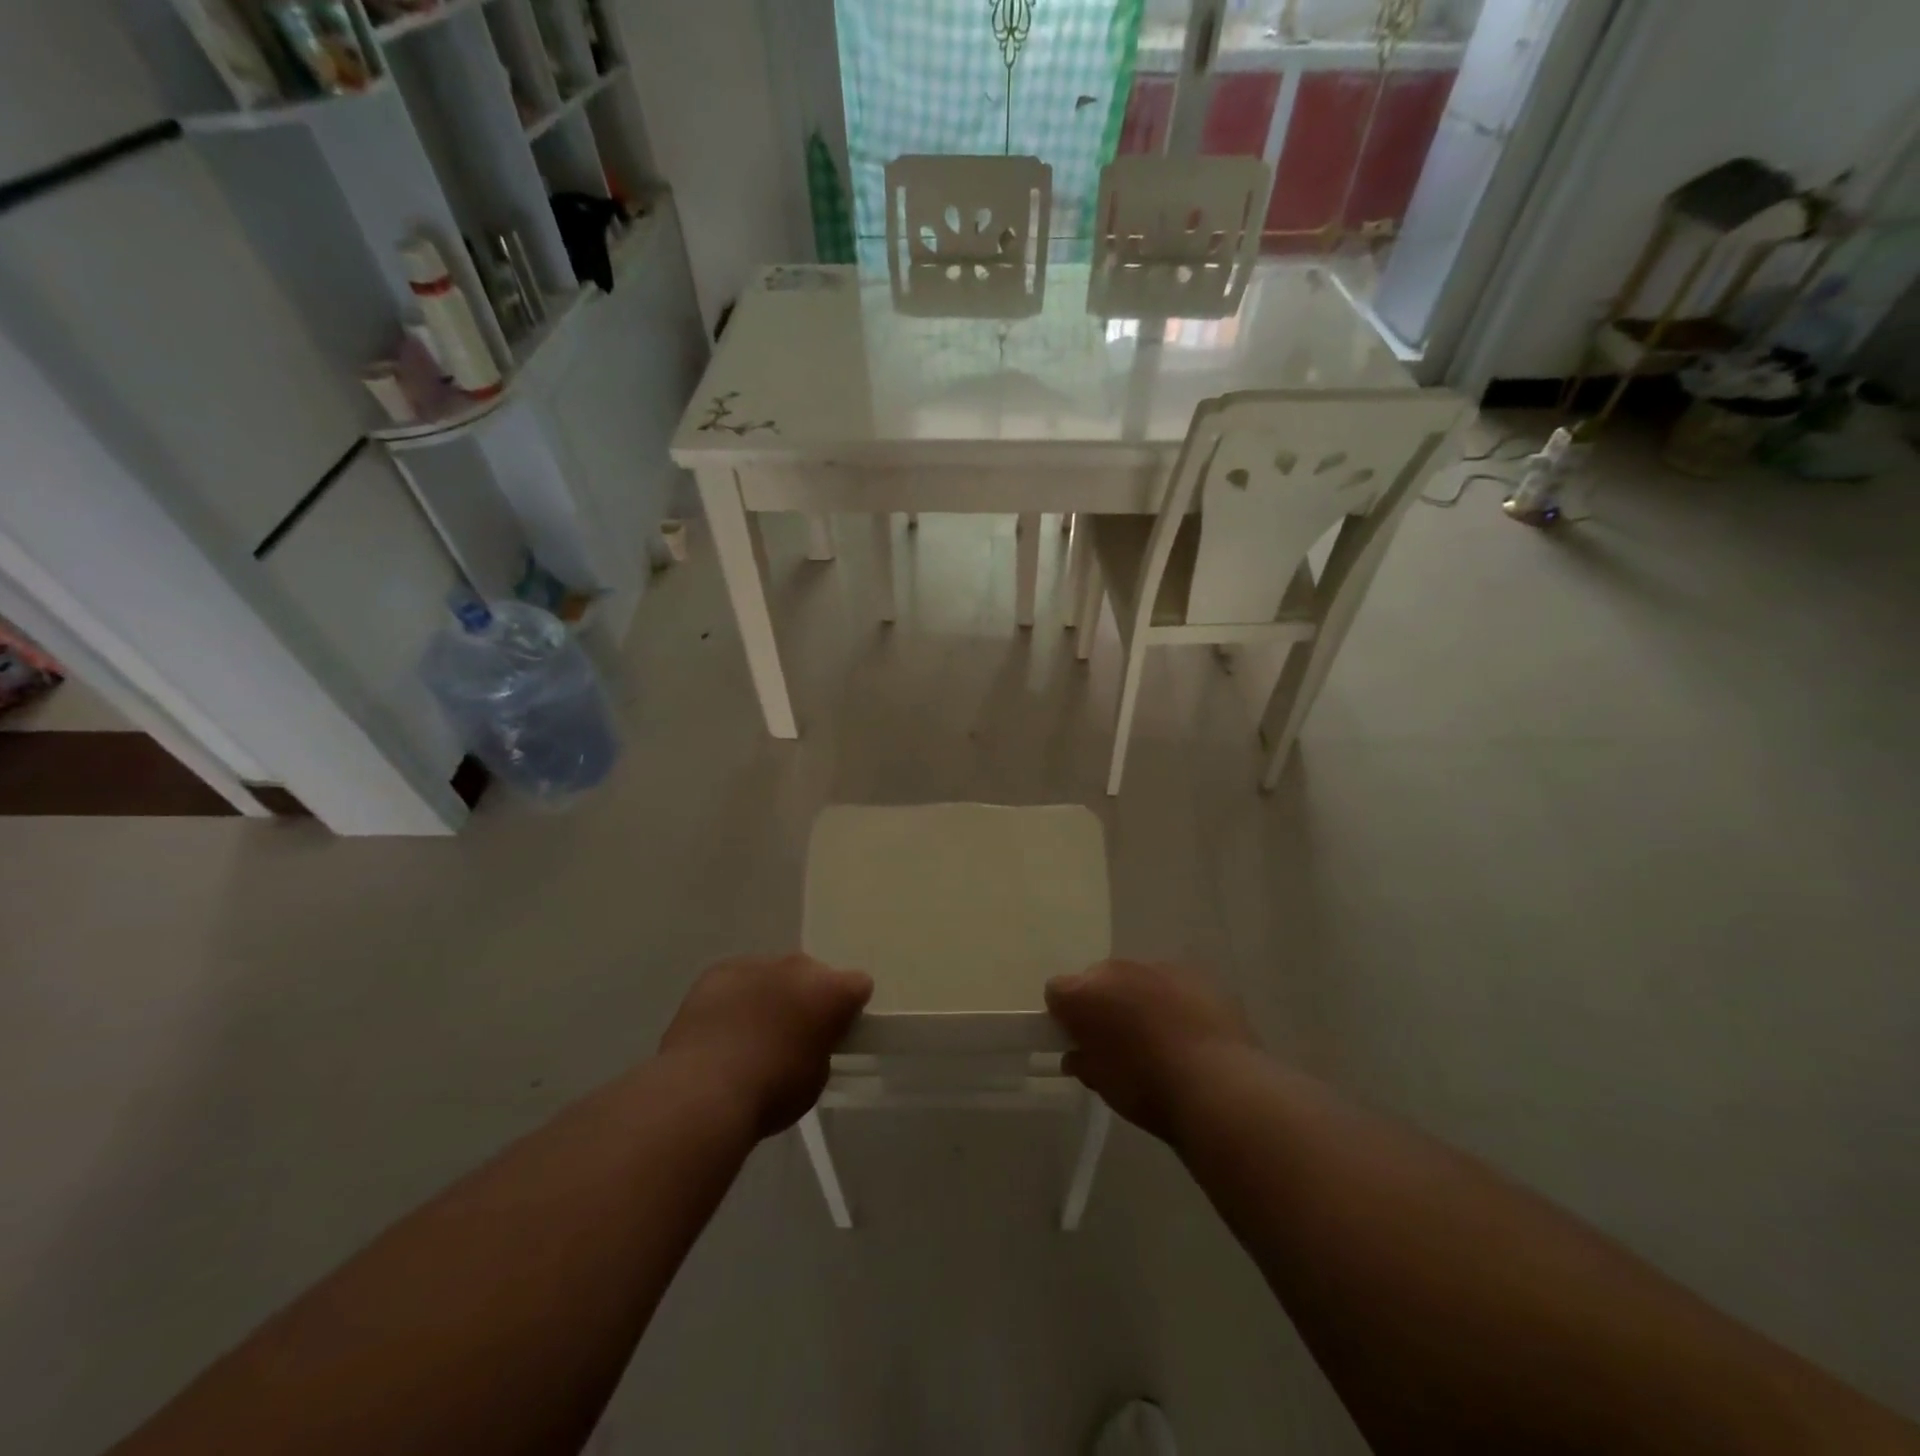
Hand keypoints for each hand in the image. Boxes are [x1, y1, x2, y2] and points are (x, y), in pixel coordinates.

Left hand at [659, 955, 872, 1136]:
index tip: (835, 1032)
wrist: (704, 1091)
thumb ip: (821, 1046)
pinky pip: (738, 979)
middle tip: (792, 1033)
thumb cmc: (771, 1092)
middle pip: (813, 974)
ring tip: (750, 1033)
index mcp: (832, 991)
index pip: (858, 985)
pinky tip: (721, 1028)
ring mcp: (757, 963)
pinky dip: (736, 997)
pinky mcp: (719, 971)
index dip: (848, 1009)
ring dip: (770, 995)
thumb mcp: (816, 1078)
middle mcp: (799, 966)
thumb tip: (809, 1039)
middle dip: (807, 997)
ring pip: (773, 974)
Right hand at [1046, 960, 1258, 1144]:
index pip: (1057, 991)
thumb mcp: (1103, 1085)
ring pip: (1136, 979)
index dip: (1064, 1016)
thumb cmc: (1148, 1090)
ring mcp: (1158, 968)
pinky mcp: (1195, 975)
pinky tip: (1188, 1033)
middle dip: (1102, 1003)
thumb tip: (1076, 1055)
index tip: (1077, 1041)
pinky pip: (1171, 984)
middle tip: (1116, 1040)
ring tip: (1158, 1038)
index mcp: (1085, 994)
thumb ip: (1084, 1062)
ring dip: (1138, 1000)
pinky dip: (1172, 1001)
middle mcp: (1117, 971)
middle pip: (1097, 979)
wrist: (1219, 1087)